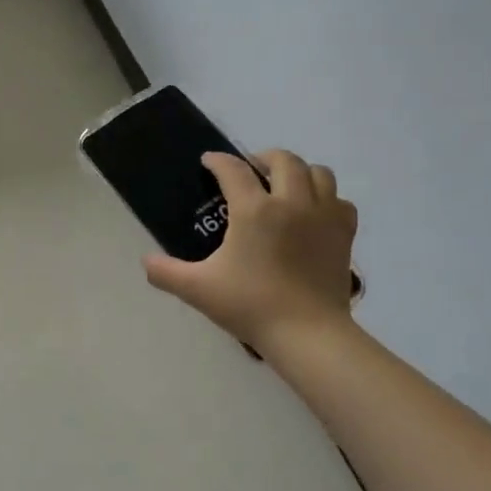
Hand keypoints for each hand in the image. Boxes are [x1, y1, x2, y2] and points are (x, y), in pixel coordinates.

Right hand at [143, 150, 357, 350]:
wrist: (307, 333)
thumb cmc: (250, 306)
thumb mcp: (199, 289)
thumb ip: (167, 272)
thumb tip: (146, 262)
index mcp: (254, 210)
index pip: (233, 170)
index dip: (218, 161)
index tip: (209, 161)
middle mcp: (291, 202)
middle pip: (283, 160)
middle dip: (263, 157)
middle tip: (251, 169)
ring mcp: (323, 216)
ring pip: (319, 173)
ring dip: (300, 172)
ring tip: (285, 185)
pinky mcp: (344, 233)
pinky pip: (340, 201)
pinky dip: (327, 199)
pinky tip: (315, 213)